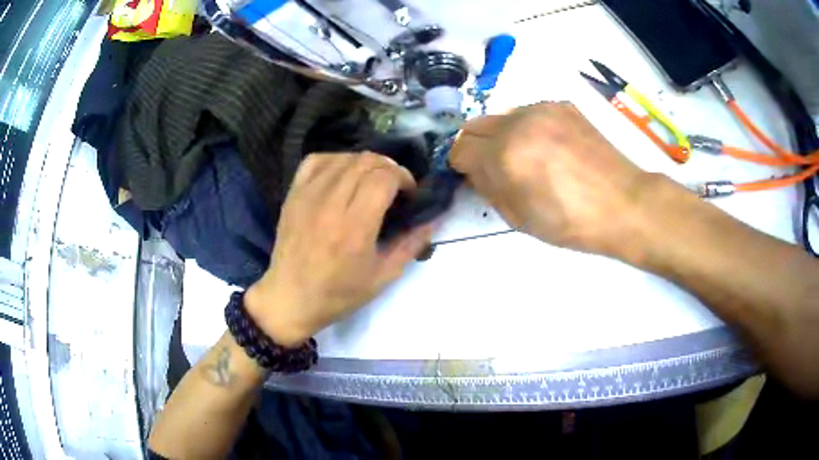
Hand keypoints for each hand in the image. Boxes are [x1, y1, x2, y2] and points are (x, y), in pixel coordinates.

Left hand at [246, 153, 432, 346]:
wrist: (290, 299)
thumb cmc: (338, 294)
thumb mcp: (383, 276)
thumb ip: (411, 244)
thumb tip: (433, 220)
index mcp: (355, 227)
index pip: (384, 178)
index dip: (404, 177)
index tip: (409, 194)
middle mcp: (331, 204)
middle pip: (366, 162)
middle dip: (389, 168)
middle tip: (394, 187)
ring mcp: (308, 196)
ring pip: (344, 157)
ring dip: (365, 163)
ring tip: (370, 181)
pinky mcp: (293, 195)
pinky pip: (316, 160)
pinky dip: (336, 160)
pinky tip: (342, 175)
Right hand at [450, 102, 652, 255]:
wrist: (623, 202)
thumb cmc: (571, 222)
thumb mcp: (520, 218)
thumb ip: (489, 188)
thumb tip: (477, 170)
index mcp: (505, 155)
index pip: (460, 149)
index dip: (461, 165)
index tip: (473, 176)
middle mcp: (519, 123)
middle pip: (475, 125)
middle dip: (477, 147)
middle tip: (494, 167)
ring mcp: (542, 109)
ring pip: (502, 116)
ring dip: (502, 135)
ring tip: (527, 156)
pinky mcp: (562, 105)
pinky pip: (529, 113)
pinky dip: (527, 128)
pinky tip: (549, 147)